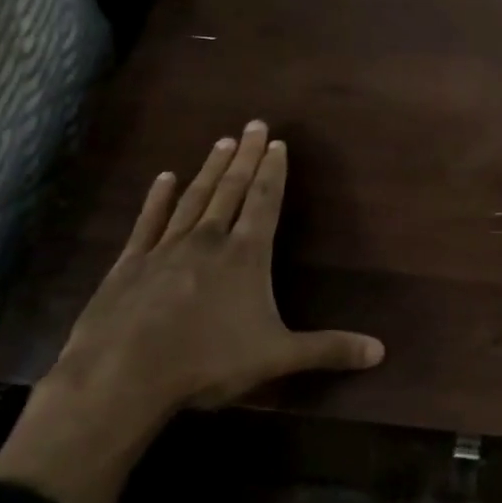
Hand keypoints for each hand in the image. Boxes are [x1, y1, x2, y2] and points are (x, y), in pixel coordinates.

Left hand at [0, 122, 383, 502]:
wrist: (120, 379)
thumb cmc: (206, 363)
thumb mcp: (277, 357)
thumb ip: (328, 349)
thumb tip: (381, 352)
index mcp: (246, 254)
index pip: (265, 201)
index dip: (273, 171)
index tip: (277, 142)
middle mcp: (209, 240)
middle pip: (232, 188)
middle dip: (246, 156)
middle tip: (253, 124)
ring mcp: (165, 248)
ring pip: (194, 197)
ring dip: (211, 169)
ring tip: (222, 141)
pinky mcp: (129, 264)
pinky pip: (148, 221)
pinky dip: (157, 198)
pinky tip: (163, 177)